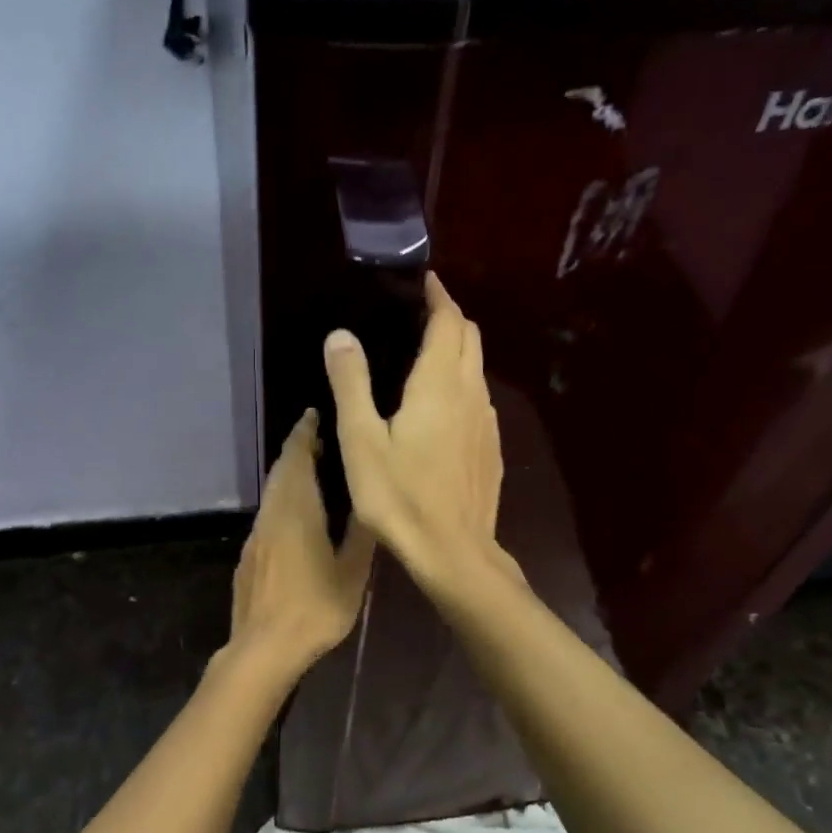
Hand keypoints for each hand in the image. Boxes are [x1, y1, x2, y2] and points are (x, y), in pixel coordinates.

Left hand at [228, 409, 376, 676]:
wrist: (263, 647)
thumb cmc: (315, 608)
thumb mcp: (352, 572)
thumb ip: (362, 533)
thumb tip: (372, 499)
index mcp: (297, 510)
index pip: (297, 459)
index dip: (304, 434)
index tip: (312, 415)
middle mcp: (271, 515)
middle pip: (280, 472)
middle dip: (296, 451)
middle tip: (317, 440)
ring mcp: (255, 537)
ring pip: (271, 495)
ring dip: (288, 477)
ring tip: (310, 475)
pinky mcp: (247, 558)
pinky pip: (266, 517)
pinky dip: (280, 504)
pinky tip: (293, 520)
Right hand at [322, 273, 510, 598]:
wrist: (453, 552)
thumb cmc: (400, 496)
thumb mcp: (362, 441)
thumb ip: (352, 383)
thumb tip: (340, 334)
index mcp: (440, 384)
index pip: (448, 322)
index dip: (438, 296)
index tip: (424, 280)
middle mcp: (471, 394)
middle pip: (470, 338)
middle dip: (450, 318)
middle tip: (420, 314)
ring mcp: (487, 423)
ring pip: (478, 370)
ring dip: (458, 352)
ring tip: (426, 356)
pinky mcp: (490, 449)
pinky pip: (480, 400)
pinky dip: (463, 386)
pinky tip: (442, 410)